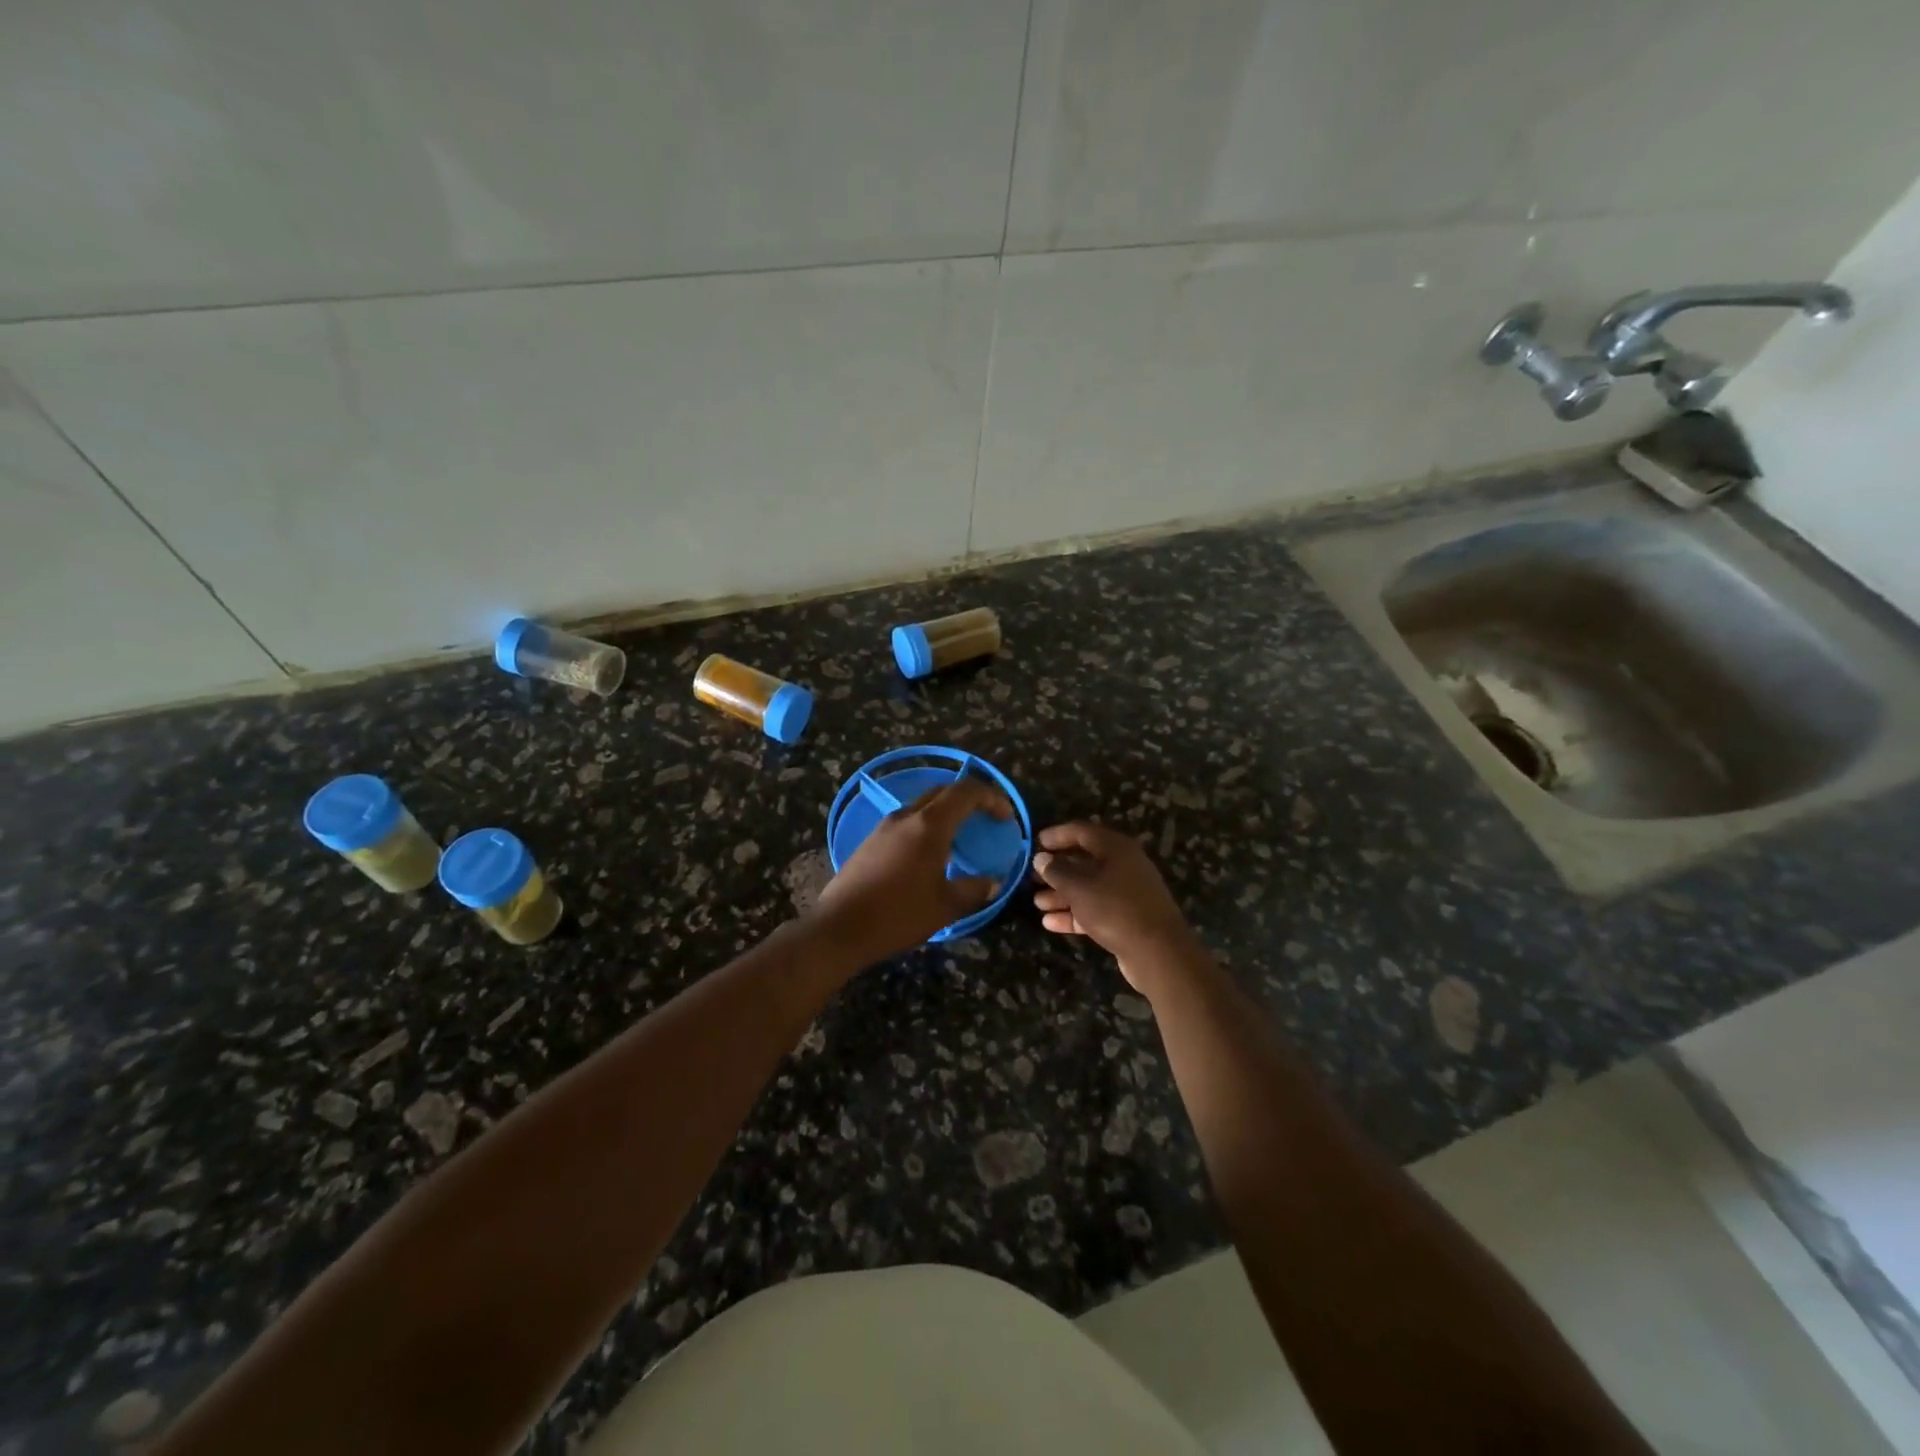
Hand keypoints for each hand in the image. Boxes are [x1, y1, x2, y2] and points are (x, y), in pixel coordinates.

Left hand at [809, 779, 1012, 965]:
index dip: (991, 797)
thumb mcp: (945, 906)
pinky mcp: (870, 842)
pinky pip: (906, 822)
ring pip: (922, 806)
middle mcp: (906, 817)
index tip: (1005, 817)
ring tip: (960, 838)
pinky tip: (929, 854)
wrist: (840, 928)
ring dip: (945, 813)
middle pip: (943, 792)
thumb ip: (974, 890)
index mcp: (929, 826)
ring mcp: (884, 827)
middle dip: (969, 800)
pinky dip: (926, 826)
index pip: (965, 792)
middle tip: (987, 819)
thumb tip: (993, 883)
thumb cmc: (898, 915)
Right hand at [1031, 822, 1202, 995]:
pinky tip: (1050, 923)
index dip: (1056, 835)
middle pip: (1084, 861)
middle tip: (1032, 877)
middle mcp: (1123, 865)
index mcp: (1115, 848)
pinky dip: (1075, 913)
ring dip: (1062, 894)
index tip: (1035, 843)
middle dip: (1057, 869)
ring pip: (1089, 887)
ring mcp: (1127, 892)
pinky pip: (1096, 909)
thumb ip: (1057, 871)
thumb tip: (1041, 858)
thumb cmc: (1115, 909)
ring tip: (1037, 902)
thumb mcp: (1079, 887)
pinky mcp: (1127, 917)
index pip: (1081, 831)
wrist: (1158, 951)